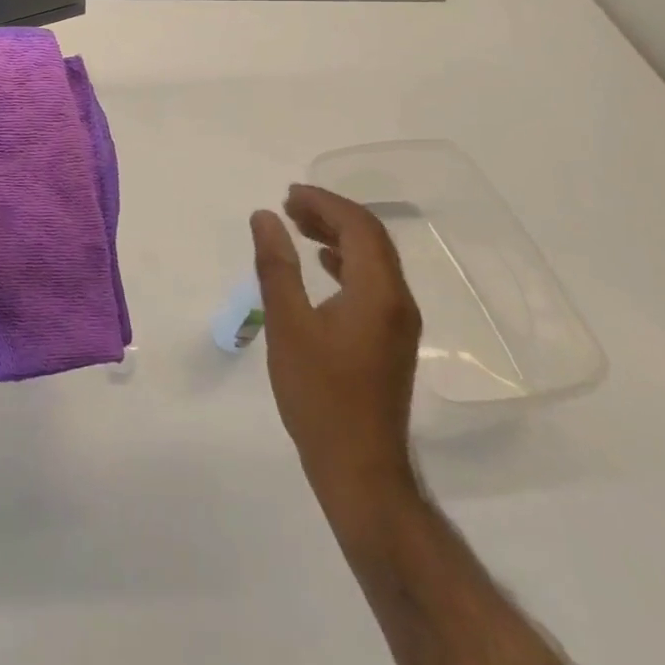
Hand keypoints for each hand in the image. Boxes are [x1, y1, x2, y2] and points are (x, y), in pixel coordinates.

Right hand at [251, 184, 422, 510]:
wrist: (360, 470)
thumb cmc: (320, 395)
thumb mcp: (287, 325)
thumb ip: (276, 266)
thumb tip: (265, 216)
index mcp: (378, 292)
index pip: (359, 227)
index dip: (324, 202)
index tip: (288, 194)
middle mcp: (398, 301)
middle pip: (371, 238)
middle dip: (331, 214)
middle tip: (289, 206)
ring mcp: (398, 323)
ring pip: (373, 260)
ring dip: (338, 236)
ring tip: (298, 227)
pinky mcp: (390, 340)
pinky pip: (372, 282)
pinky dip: (345, 262)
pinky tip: (322, 266)